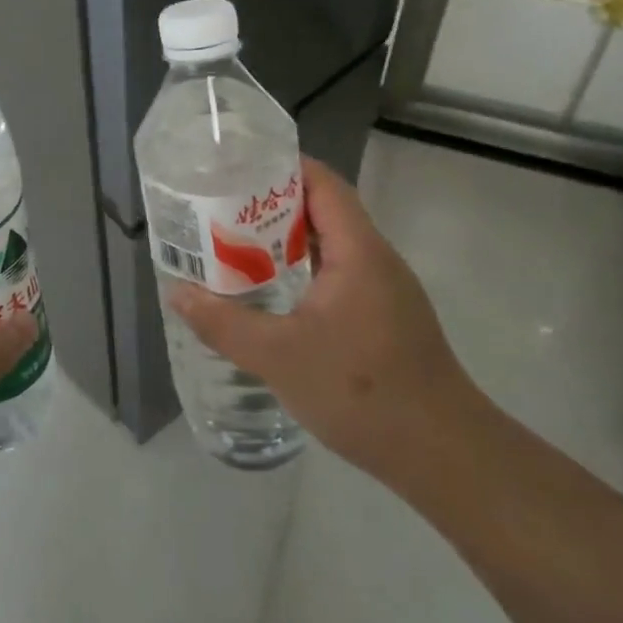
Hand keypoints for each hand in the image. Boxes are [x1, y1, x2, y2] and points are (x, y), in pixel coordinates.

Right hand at [170, 156, 482, 486]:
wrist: (444, 457)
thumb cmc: (363, 393)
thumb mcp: (279, 357)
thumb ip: (224, 323)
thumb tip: (177, 293)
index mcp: (358, 252)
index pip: (322, 183)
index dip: (282, 166)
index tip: (235, 167)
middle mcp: (375, 260)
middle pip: (323, 209)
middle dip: (271, 203)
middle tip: (219, 207)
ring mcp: (384, 291)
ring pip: (330, 245)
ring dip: (285, 240)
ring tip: (233, 243)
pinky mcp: (384, 319)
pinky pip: (337, 274)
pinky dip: (301, 270)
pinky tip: (270, 292)